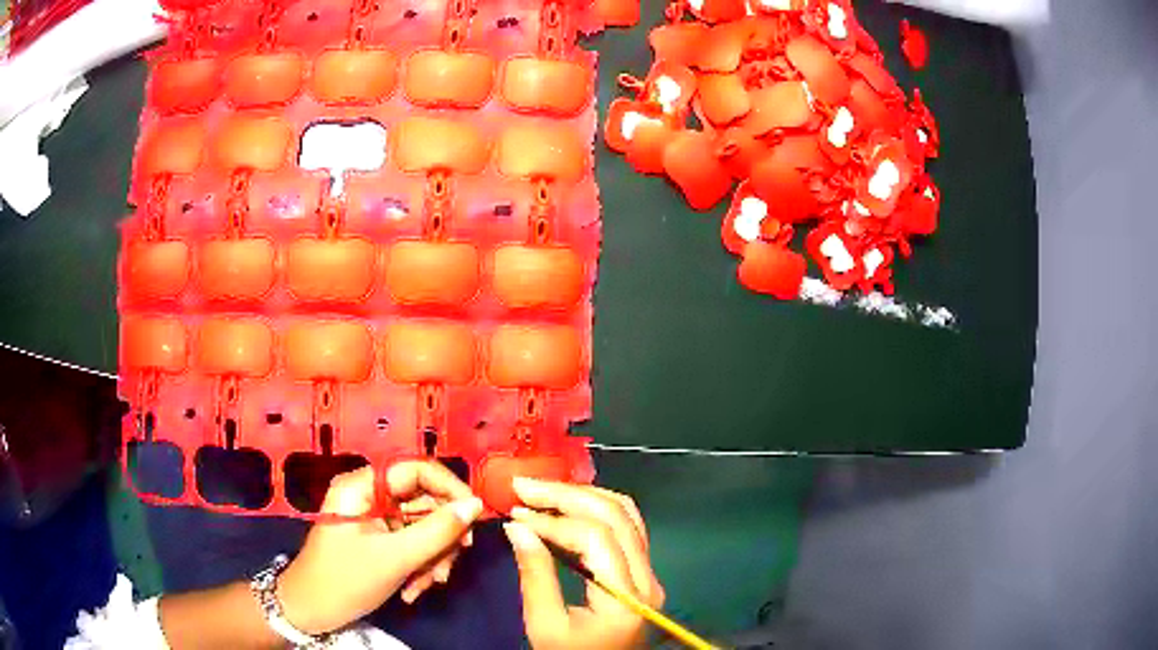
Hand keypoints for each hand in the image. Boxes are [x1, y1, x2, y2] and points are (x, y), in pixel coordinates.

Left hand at [278, 462, 483, 633]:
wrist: (311, 611)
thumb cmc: (345, 580)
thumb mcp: (395, 557)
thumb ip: (438, 530)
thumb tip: (475, 505)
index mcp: (363, 486)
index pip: (416, 469)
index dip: (449, 488)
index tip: (475, 516)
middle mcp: (370, 496)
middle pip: (423, 502)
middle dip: (440, 539)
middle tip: (449, 567)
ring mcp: (375, 519)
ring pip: (422, 527)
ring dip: (432, 558)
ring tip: (425, 585)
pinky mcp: (379, 540)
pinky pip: (412, 545)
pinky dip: (420, 566)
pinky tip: (413, 590)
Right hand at [503, 479, 664, 649]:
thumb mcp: (545, 626)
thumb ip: (535, 575)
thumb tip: (517, 526)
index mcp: (626, 598)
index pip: (595, 537)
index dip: (553, 520)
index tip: (515, 513)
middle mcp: (647, 579)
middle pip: (616, 515)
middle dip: (567, 495)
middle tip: (524, 487)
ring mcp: (650, 574)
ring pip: (627, 514)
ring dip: (583, 496)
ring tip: (542, 493)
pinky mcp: (643, 574)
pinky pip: (626, 527)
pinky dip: (595, 510)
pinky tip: (566, 508)